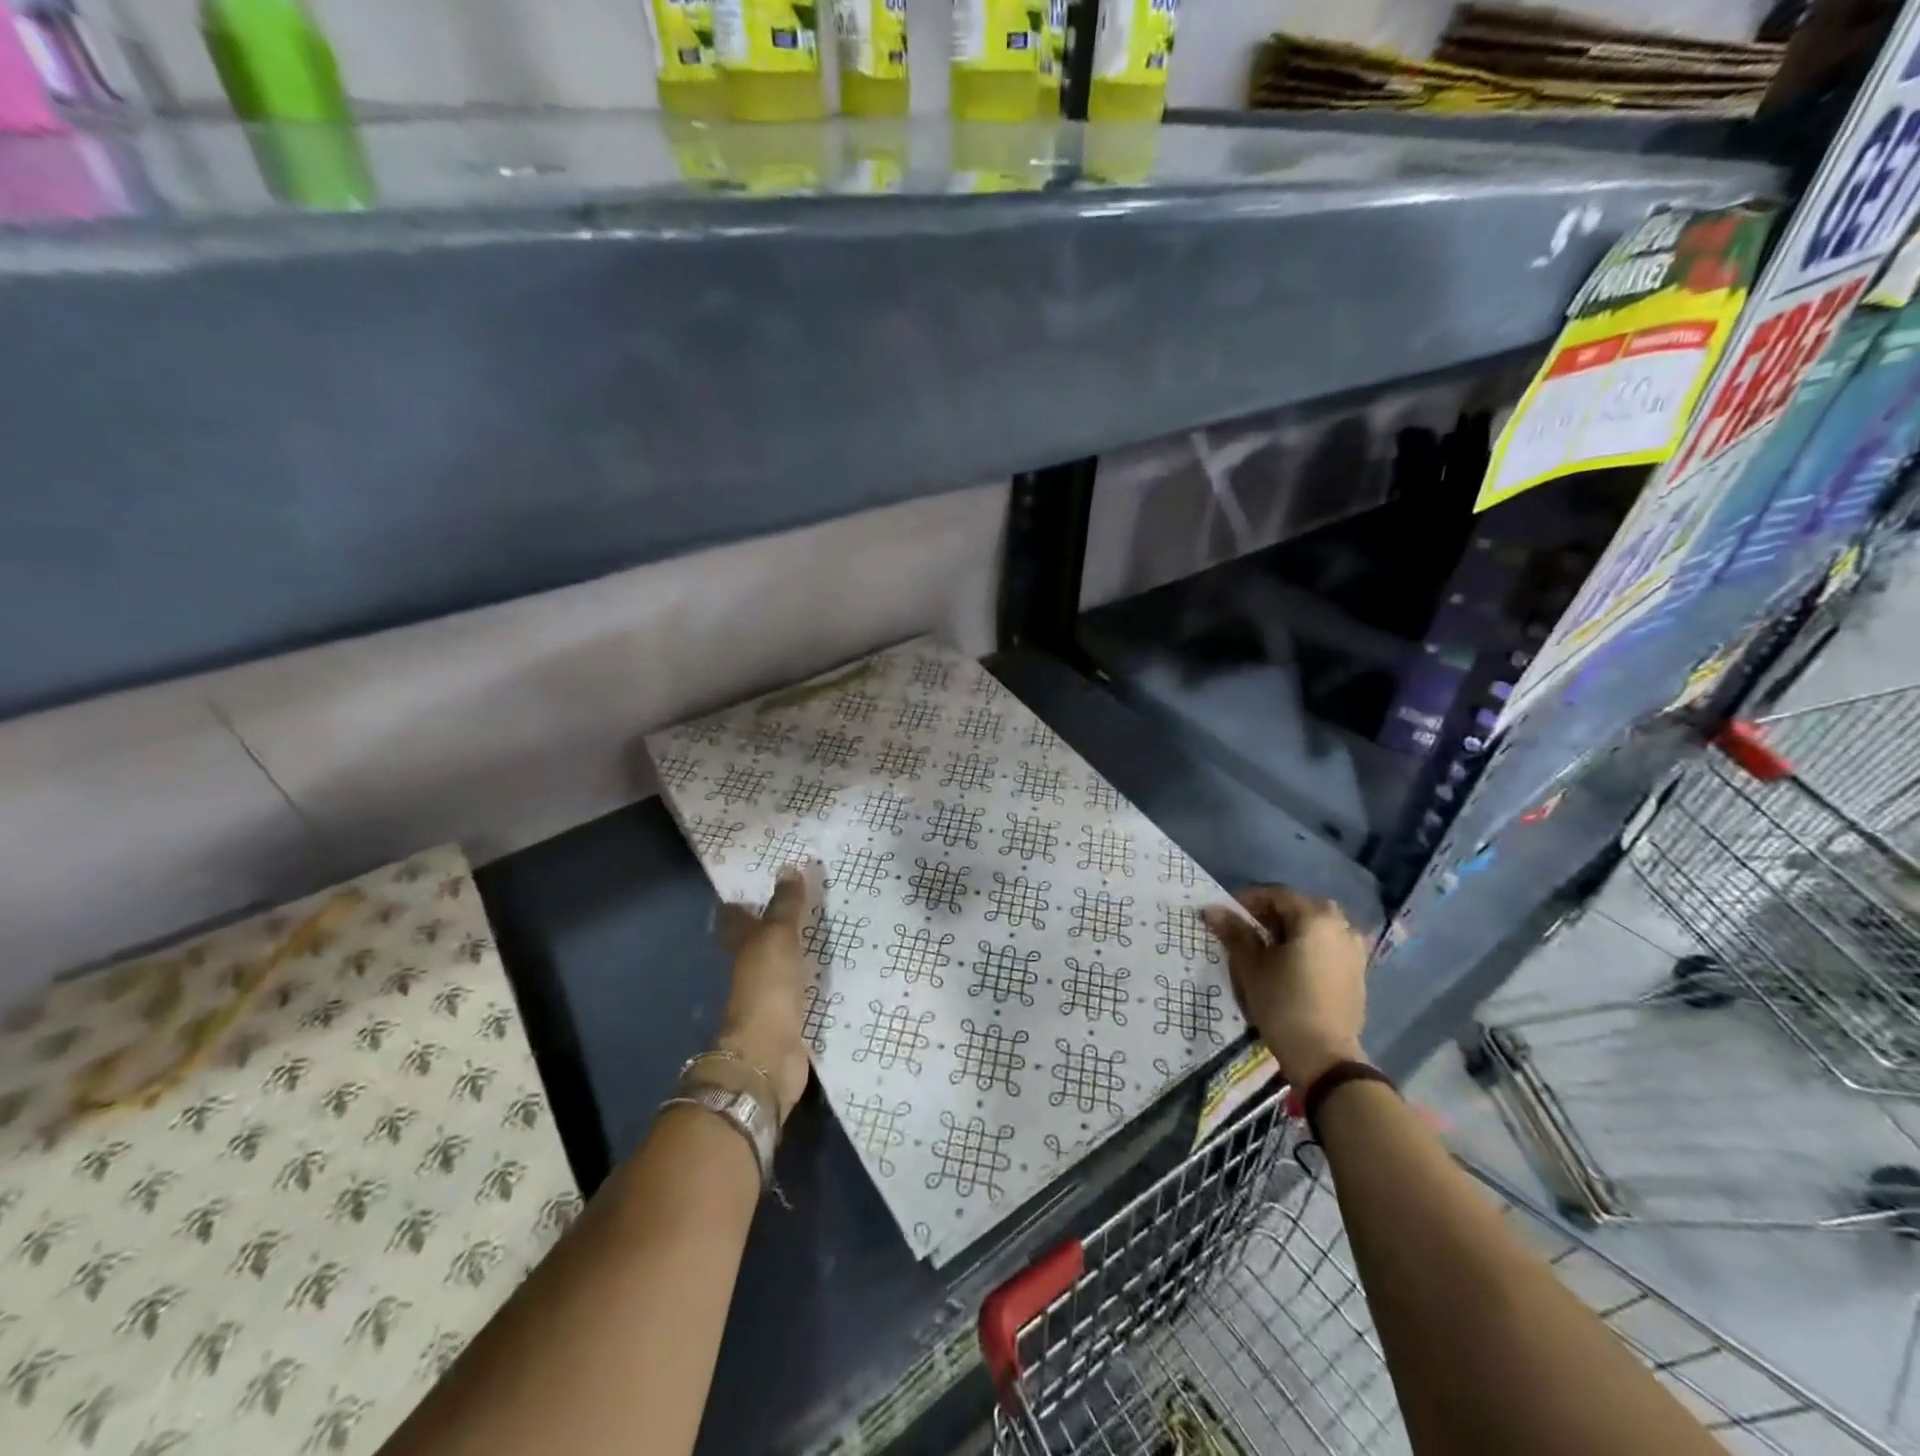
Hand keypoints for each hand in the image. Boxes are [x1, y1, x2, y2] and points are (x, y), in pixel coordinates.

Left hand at [713, 864, 820, 1123]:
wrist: (769, 1055)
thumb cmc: (767, 988)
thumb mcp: (778, 937)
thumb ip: (785, 905)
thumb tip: (789, 867)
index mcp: (742, 946)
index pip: (738, 917)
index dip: (746, 901)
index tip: (765, 882)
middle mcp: (752, 969)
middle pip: (761, 941)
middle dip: (778, 924)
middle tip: (808, 901)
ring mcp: (771, 995)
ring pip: (785, 964)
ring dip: (800, 951)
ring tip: (829, 929)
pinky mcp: (792, 1017)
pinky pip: (805, 988)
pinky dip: (816, 978)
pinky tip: (836, 970)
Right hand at [1202, 886, 1369, 1088]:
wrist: (1323, 1055)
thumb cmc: (1282, 1002)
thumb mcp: (1251, 965)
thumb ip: (1234, 932)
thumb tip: (1211, 909)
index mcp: (1315, 917)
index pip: (1276, 895)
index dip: (1248, 902)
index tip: (1227, 917)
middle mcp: (1341, 926)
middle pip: (1299, 909)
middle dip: (1271, 916)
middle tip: (1246, 932)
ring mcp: (1354, 950)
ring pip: (1316, 927)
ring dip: (1292, 931)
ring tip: (1269, 949)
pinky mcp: (1358, 972)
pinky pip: (1329, 946)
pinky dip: (1310, 947)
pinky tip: (1292, 966)